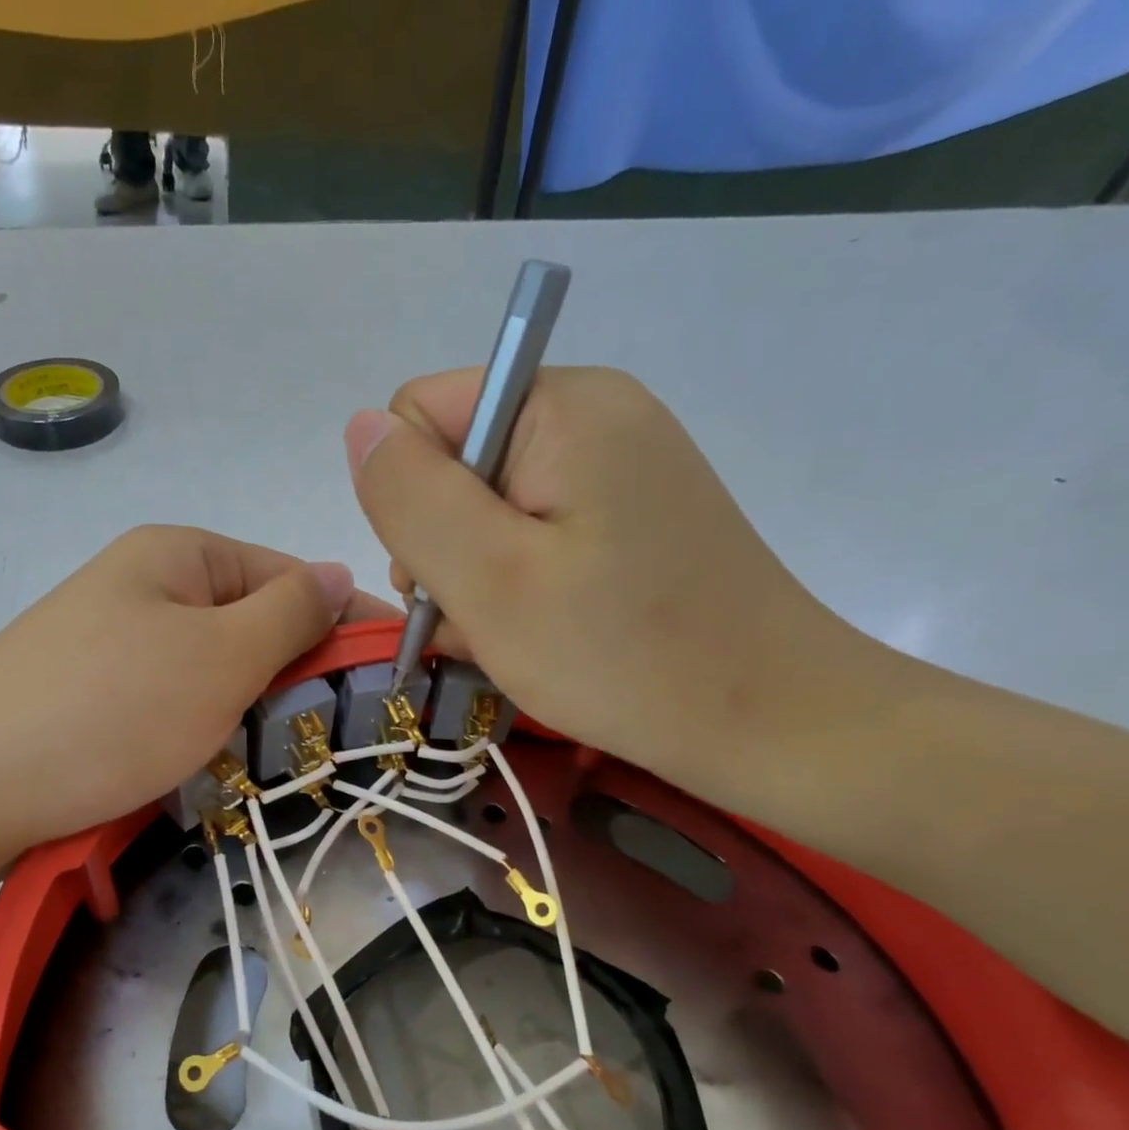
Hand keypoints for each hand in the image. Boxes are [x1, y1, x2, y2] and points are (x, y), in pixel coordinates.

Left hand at [0, 526, 395, 857]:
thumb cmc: (113, 710)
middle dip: (293, 669)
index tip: (394, 675)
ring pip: (209, 664)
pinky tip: (205, 758)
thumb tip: (336, 571)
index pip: (289, 574)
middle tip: (333, 730)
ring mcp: (108, 637)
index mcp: (178, 552)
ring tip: (272, 752)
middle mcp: (141, 582)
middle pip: (247, 619)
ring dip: (247, 702)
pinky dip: (198, 723)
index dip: (344, 621)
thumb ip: (290, 612)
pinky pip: (167, 696)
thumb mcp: (221, 656)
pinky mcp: (85, 689)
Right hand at [346, 366, 868, 790]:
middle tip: (481, 614)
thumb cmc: (621, 655)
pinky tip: (533, 634)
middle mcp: (594, 416)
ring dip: (474, 577)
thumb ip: (411, 498)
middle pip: (454, 464)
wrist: (769, 723)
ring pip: (486, 510)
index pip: (422, 415)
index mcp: (562, 406)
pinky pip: (532, 536)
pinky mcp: (629, 518)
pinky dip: (514, 587)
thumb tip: (360, 428)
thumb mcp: (489, 581)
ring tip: (508, 635)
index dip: (412, 499)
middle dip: (443, 546)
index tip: (452, 571)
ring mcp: (617, 469)